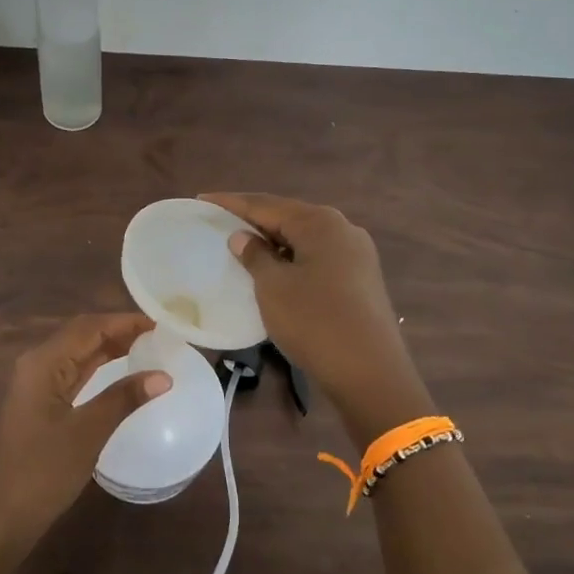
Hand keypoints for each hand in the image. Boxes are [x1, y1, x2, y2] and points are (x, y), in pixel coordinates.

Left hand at [0, 314, 172, 549]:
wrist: (3, 517)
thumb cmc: (44, 472)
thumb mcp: (88, 432)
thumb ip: (124, 398)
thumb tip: (164, 375)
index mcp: (44, 362)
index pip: (89, 327)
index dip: (125, 322)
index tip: (161, 324)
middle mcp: (38, 364)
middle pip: (82, 334)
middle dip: (119, 330)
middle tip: (158, 335)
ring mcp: (37, 383)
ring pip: (78, 352)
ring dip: (110, 346)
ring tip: (148, 347)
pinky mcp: (41, 402)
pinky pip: (74, 372)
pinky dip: (99, 366)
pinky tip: (121, 370)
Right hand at [201, 193, 428, 446]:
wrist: (371, 374)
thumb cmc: (315, 323)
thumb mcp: (273, 287)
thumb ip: (255, 255)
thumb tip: (243, 236)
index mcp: (320, 223)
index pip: (266, 204)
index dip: (231, 203)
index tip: (202, 199)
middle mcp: (342, 229)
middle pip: (288, 217)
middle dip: (253, 219)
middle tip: (219, 220)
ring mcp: (356, 255)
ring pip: (304, 239)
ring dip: (273, 241)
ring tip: (242, 244)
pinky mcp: (360, 279)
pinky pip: (317, 258)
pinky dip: (292, 258)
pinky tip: (275, 269)